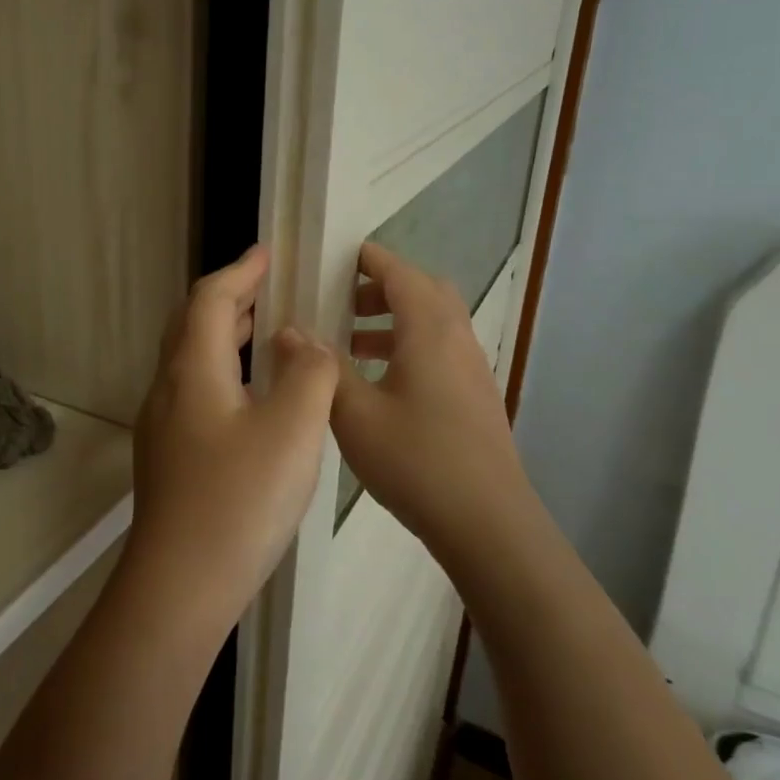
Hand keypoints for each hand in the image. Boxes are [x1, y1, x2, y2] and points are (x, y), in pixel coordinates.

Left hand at [121, 244, 338, 646]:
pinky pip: (195, 392)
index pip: (209, 300)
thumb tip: (305, 344)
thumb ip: (309, 374)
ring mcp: (162, 426)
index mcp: (192, 371)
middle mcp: (168, 390)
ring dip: (224, 337)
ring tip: (264, 334)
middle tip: (268, 290)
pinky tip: (251, 398)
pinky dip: (223, 372)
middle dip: (229, 300)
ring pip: (191, 361)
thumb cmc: (239, 501)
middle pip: (191, 325)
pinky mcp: (168, 457)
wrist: (180, 584)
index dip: (239, 272)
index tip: (267, 255)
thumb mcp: (292, 430)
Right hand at [331, 242, 534, 559]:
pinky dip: (408, 347)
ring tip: (350, 345)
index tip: (335, 257)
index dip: (369, 259)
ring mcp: (472, 369)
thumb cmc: (416, 460)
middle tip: (341, 304)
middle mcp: (457, 339)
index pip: (399, 273)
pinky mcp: (475, 397)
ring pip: (433, 323)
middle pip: (423, 291)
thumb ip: (322, 367)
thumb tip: (292, 330)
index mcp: (429, 331)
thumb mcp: (354, 413)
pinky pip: (440, 350)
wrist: (487, 522)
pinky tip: (378, 384)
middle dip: (381, 289)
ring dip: (394, 320)